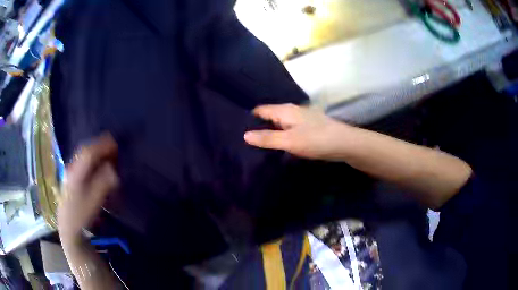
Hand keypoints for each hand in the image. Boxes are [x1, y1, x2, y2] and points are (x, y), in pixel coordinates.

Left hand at [58, 134, 118, 242]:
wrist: (68, 227)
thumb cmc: (81, 215)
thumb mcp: (94, 202)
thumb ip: (103, 183)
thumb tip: (113, 169)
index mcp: (76, 172)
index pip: (89, 152)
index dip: (102, 146)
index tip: (115, 145)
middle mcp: (71, 168)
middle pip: (85, 151)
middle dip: (99, 147)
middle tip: (112, 147)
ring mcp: (69, 173)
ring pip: (82, 156)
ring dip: (94, 153)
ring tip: (106, 154)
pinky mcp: (70, 179)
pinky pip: (81, 163)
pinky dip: (90, 160)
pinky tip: (95, 165)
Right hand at [244, 104, 352, 159]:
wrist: (344, 143)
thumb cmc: (316, 140)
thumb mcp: (289, 141)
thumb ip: (267, 138)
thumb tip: (244, 135)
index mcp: (284, 110)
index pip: (260, 110)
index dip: (249, 119)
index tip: (237, 131)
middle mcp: (291, 111)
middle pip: (269, 116)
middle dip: (258, 127)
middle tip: (245, 142)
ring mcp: (300, 119)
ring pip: (279, 124)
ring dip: (270, 133)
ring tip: (258, 146)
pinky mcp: (306, 127)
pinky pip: (288, 129)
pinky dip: (281, 136)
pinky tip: (278, 146)